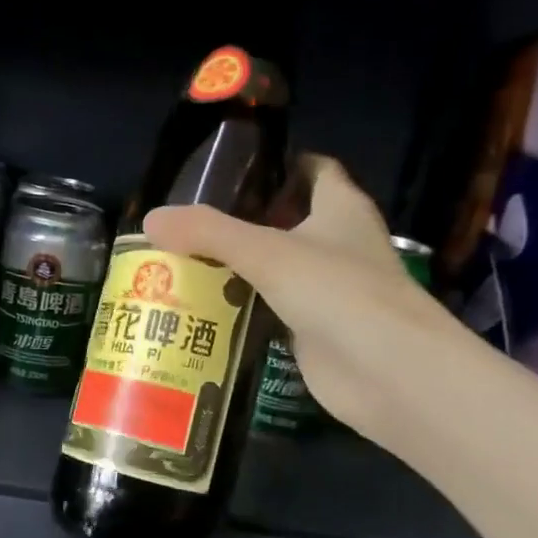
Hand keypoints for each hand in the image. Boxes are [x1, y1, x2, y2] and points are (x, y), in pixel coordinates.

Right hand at [143, 156, 458, 442]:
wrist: (387, 373)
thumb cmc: (338, 292)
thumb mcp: (265, 252)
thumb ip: (207, 232)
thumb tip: (150, 219)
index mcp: (340, 210)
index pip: (314, 171)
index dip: (279, 164)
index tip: (231, 168)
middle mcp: (337, 245)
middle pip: (285, 221)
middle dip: (239, 220)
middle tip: (185, 222)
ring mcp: (326, 291)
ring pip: (273, 269)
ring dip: (233, 267)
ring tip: (178, 262)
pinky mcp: (311, 331)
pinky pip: (267, 310)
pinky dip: (239, 308)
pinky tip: (199, 309)